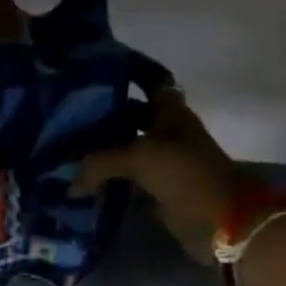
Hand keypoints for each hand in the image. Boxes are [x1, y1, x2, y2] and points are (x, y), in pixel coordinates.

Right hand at [71, 87, 285, 269]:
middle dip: (103, 114)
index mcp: (170, 111)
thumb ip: (100, 163)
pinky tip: (80, 185)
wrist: (219, 220)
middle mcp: (166, 132)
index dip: (130, 69)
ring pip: (125, 150)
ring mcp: (163, 163)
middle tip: (66, 117)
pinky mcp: (157, 192)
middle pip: (131, 116)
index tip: (100, 65)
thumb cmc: (186, 174)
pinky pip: (125, 181)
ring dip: (100, 151)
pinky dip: (105, 182)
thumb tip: (69, 185)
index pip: (150, 79)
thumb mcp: (140, 157)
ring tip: (65, 151)